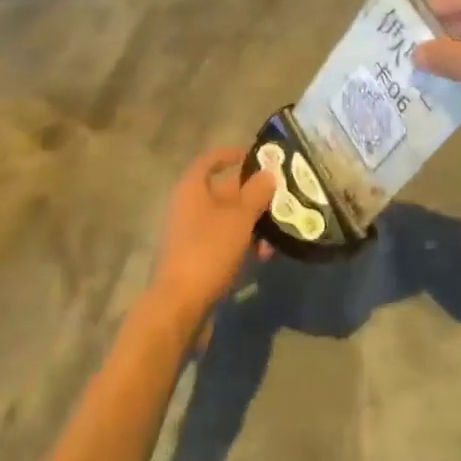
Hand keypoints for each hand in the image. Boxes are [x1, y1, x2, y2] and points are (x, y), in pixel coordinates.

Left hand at [147, 147, 275, 325]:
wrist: (180, 306)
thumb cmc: (208, 251)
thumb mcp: (239, 218)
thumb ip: (256, 193)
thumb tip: (268, 173)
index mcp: (192, 189)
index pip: (210, 160)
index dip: (232, 154)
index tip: (257, 156)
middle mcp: (188, 207)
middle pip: (224, 191)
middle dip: (253, 195)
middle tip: (281, 197)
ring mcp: (191, 234)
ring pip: (228, 219)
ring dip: (253, 223)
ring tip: (276, 234)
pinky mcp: (197, 259)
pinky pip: (224, 241)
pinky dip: (243, 244)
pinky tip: (262, 256)